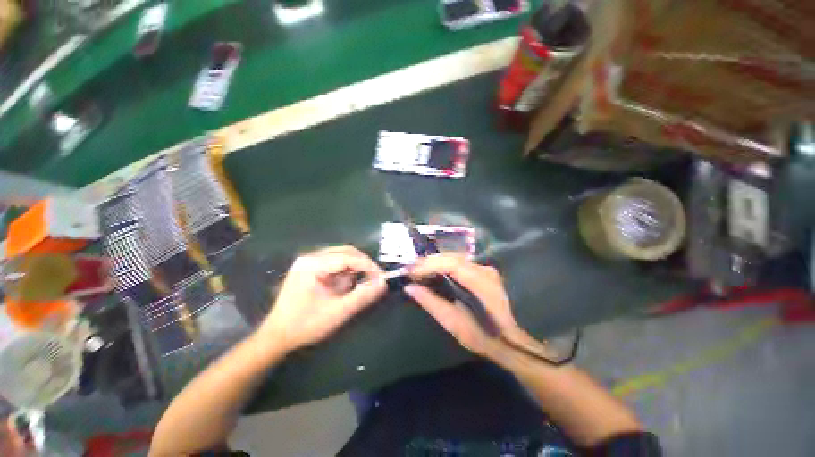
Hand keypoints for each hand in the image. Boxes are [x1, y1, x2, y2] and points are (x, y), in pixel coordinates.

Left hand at [257, 246, 386, 352]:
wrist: (278, 335)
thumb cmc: (306, 324)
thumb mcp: (338, 312)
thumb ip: (362, 296)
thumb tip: (383, 283)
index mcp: (313, 264)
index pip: (348, 256)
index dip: (368, 266)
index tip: (384, 279)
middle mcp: (308, 258)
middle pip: (343, 253)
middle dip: (361, 267)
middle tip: (376, 283)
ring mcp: (305, 265)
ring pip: (337, 260)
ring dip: (350, 273)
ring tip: (355, 292)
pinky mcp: (305, 273)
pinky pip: (329, 268)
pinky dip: (340, 277)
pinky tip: (341, 292)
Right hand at [405, 254, 529, 359]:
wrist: (507, 341)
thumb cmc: (483, 336)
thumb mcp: (454, 324)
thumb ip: (432, 303)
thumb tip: (410, 287)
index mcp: (482, 282)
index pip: (451, 264)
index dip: (428, 265)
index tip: (409, 272)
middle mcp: (486, 270)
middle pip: (453, 258)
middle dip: (429, 262)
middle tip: (408, 270)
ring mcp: (487, 271)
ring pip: (456, 259)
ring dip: (436, 263)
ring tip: (417, 271)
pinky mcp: (485, 275)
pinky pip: (461, 265)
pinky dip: (444, 267)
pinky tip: (433, 273)